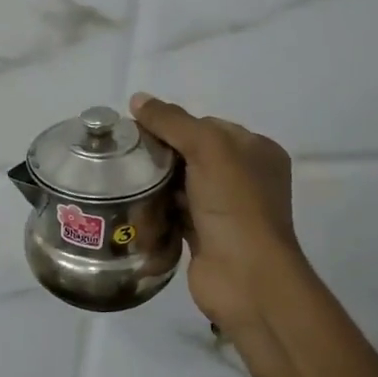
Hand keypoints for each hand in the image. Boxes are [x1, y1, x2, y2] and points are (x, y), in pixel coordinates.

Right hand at [130, 93, 310, 336]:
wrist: (246, 278)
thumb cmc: (234, 205)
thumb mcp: (207, 149)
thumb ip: (172, 121)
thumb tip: (138, 99)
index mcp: (255, 150)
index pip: (205, 125)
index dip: (171, 124)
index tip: (135, 131)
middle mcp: (243, 177)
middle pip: (190, 154)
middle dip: (159, 156)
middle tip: (124, 158)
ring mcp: (224, 208)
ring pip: (180, 184)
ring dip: (155, 185)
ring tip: (122, 183)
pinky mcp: (205, 235)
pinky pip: (174, 213)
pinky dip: (157, 211)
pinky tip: (134, 210)